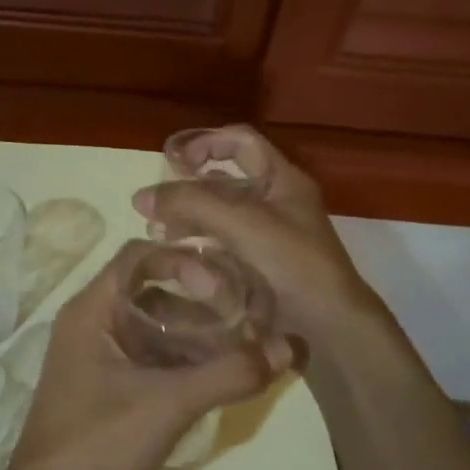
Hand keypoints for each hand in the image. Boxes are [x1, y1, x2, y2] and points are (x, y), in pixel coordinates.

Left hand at [0, 241, 292, 469]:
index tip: (225, 288)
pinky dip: (182, 359)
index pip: (139, 256)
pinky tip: (218, 377)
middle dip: (200, 301)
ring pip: (152, 326)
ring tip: (243, 349)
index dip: (184, 261)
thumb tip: (289, 346)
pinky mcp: (106, 386)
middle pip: (151, 290)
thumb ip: (229, 373)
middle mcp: (91, 323)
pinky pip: (149, 356)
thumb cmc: (98, 444)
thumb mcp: (168, 405)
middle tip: (248, 317)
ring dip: (195, 333)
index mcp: (92, 310)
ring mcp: (97, 356)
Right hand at [135, 125, 380, 339]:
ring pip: (218, 215)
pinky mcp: (258, 265)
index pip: (240, 141)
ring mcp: (267, 235)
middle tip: (154, 206)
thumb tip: (140, 197)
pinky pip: (221, 245)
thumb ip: (191, 204)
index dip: (205, 143)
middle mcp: (274, 202)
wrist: (329, 328)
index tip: (173, 162)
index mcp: (282, 180)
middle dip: (186, 188)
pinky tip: (176, 255)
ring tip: (156, 233)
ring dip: (187, 218)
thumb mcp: (242, 224)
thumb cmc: (293, 264)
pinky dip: (197, 244)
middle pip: (223, 180)